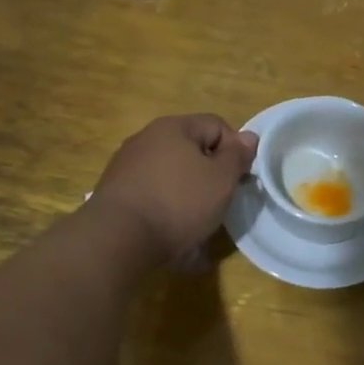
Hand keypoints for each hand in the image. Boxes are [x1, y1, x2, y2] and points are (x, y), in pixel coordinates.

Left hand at [88, 115, 258, 263]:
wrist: (118, 239)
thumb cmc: (178, 203)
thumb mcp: (221, 179)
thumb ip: (238, 155)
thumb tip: (249, 136)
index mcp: (174, 127)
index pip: (217, 125)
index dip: (235, 150)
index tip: (239, 180)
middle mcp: (147, 138)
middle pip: (192, 150)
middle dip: (209, 175)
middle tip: (219, 202)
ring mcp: (127, 165)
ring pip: (172, 175)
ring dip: (188, 194)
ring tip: (195, 224)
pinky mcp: (115, 192)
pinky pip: (152, 194)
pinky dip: (165, 208)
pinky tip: (170, 233)